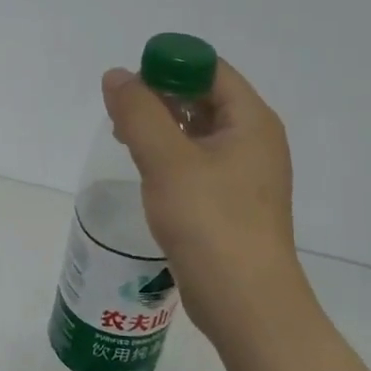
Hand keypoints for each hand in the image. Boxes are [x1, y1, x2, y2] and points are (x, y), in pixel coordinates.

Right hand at [101, 60, 301, 339]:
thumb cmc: (211, 223)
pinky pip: (197, 162)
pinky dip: (169, 156)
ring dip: (161, 127)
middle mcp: (254, 141)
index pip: (210, 70)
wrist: (246, 304)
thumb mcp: (167, 161)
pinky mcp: (231, 203)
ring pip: (197, 131)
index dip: (169, 66)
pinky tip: (145, 171)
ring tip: (124, 139)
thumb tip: (116, 76)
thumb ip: (139, 113)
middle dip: (160, 97)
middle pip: (204, 97)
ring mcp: (245, 174)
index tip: (129, 85)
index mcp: (251, 122)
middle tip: (120, 113)